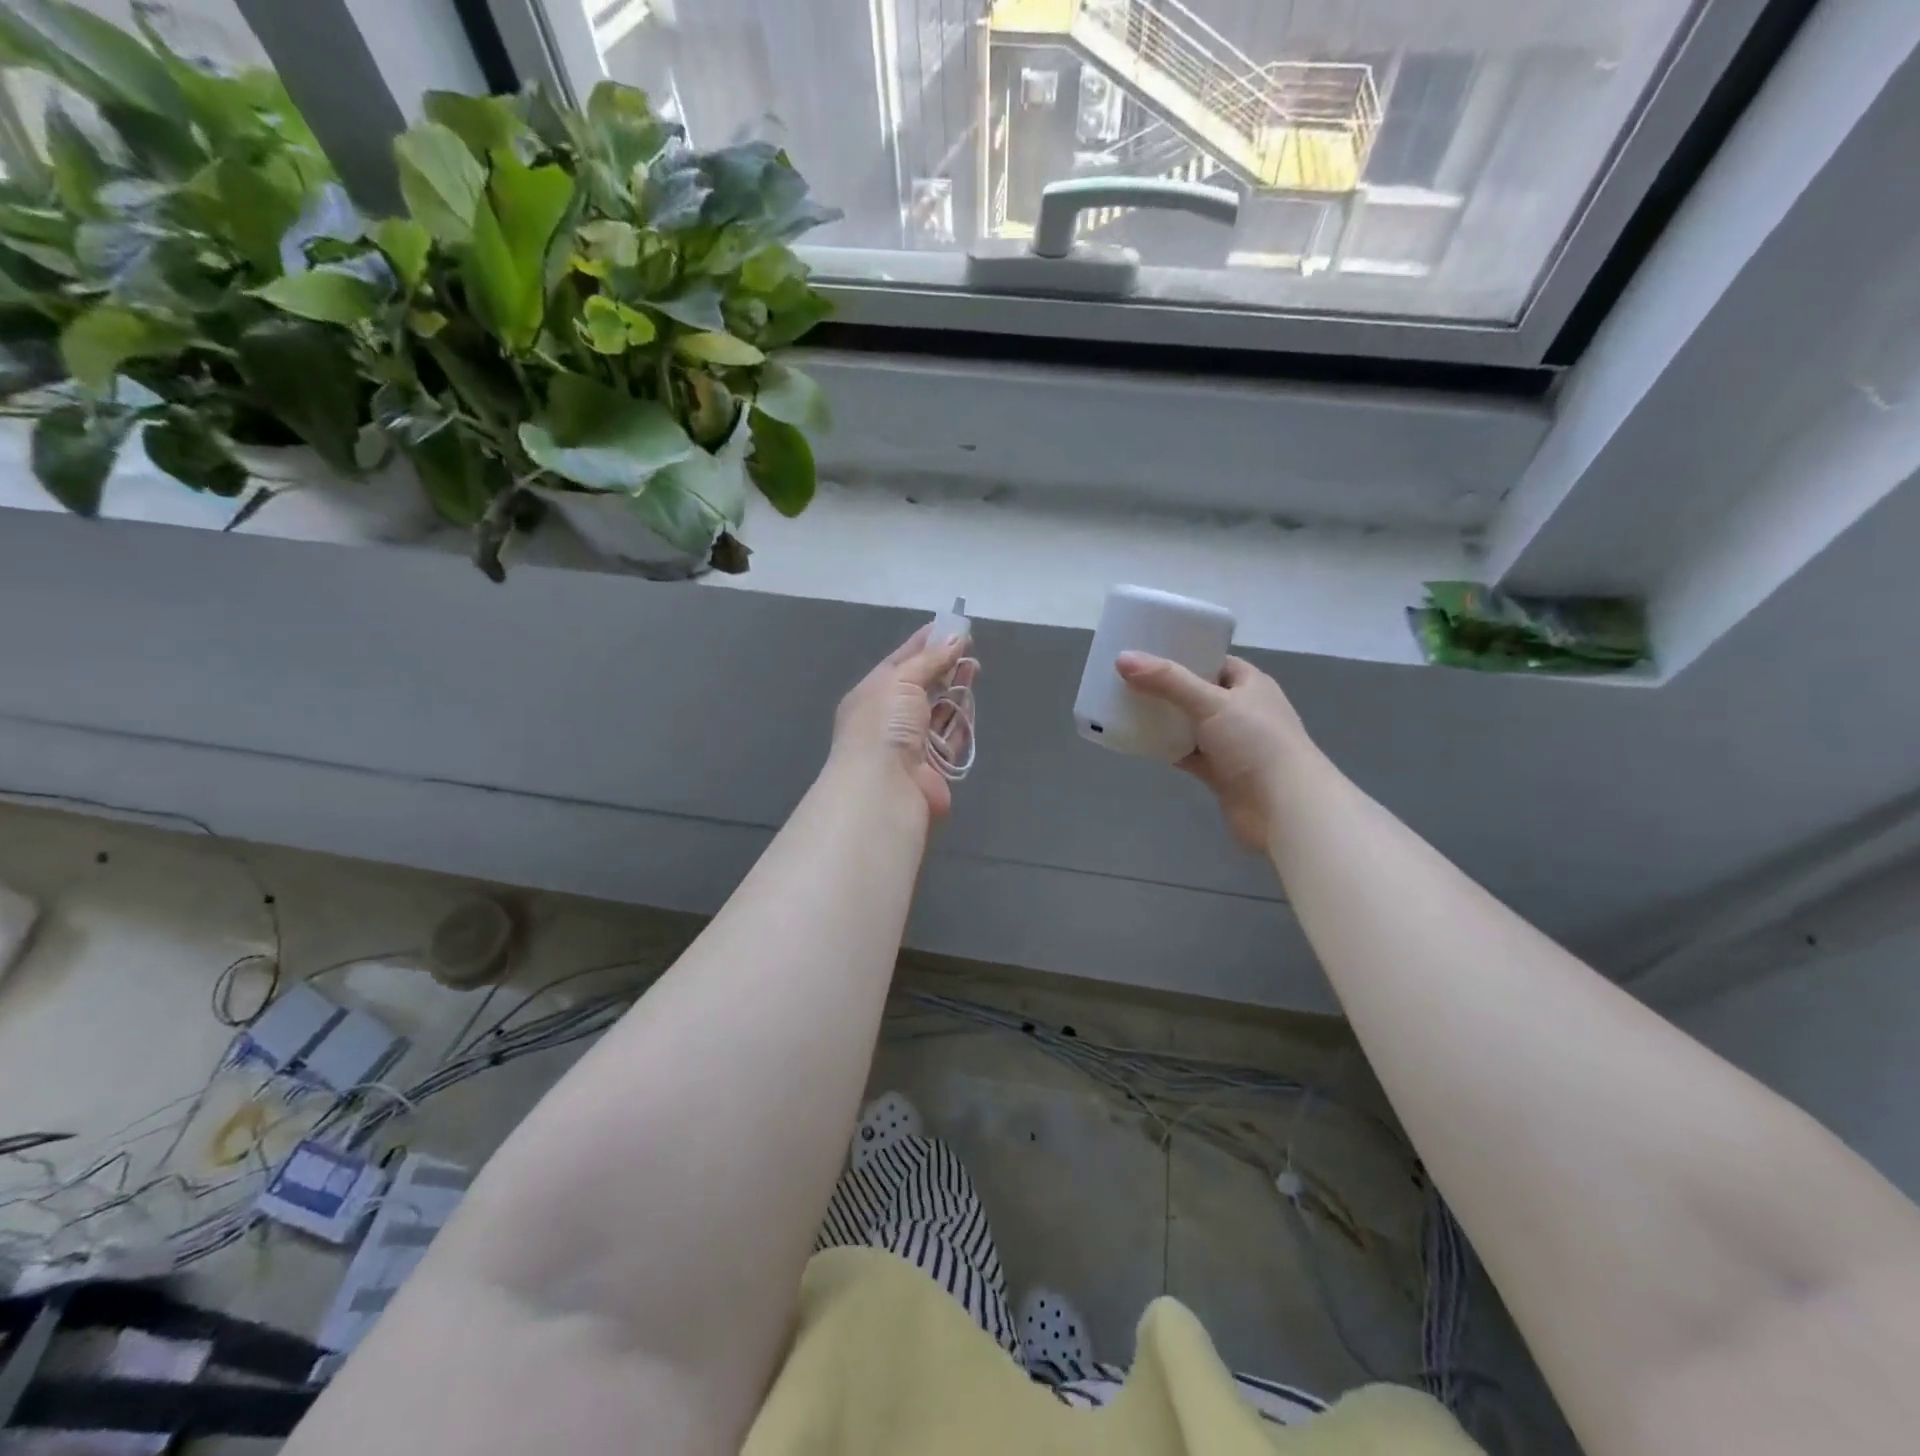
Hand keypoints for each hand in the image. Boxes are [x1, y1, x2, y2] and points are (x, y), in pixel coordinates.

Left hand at [828, 626, 975, 817]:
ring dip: (955, 688)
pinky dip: (961, 718)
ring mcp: (911, 743)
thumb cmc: (884, 724)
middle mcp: (889, 718)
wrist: (885, 786)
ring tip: (975, 666)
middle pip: (921, 685)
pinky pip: (951, 735)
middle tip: (968, 645)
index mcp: (871, 694)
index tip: (949, 626)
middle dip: (943, 665)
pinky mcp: (934, 764)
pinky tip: (972, 698)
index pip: (900, 662)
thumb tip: (955, 637)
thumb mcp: (901, 680)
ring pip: (938, 710)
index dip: (924, 643)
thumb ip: (929, 659)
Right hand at [1116, 653, 1316, 850]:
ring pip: (1190, 725)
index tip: (1147, 652)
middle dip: (1166, 688)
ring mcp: (1231, 744)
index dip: (1183, 654)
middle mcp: (1242, 711)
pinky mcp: (1220, 773)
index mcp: (1250, 685)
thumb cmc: (1256, 743)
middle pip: (1197, 692)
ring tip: (1126, 706)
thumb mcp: (1211, 702)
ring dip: (1164, 719)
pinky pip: (1187, 753)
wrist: (1283, 808)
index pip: (1213, 661)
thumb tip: (1122, 658)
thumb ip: (1167, 681)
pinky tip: (1140, 741)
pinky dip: (1167, 748)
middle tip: (1127, 678)